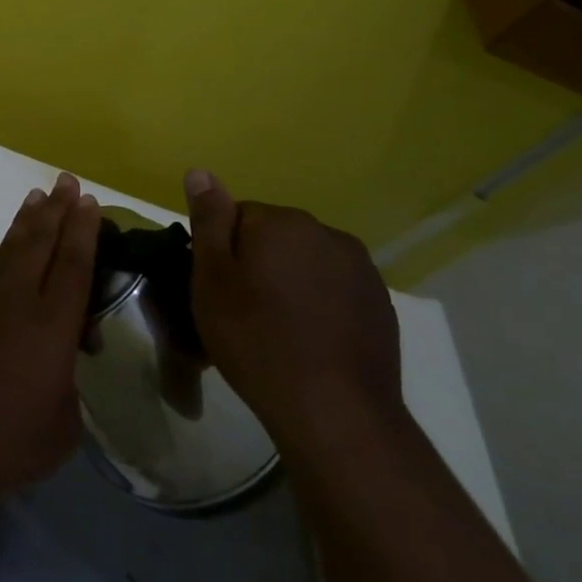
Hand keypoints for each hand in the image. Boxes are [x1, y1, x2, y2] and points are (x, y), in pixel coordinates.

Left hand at [0, 174, 100, 502]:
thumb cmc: (1, 439)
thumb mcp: (60, 428)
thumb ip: (67, 386)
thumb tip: (57, 363)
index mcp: (51, 325)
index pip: (73, 265)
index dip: (84, 230)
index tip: (88, 200)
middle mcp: (15, 298)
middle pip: (39, 242)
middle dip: (55, 209)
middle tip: (64, 181)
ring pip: (6, 248)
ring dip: (23, 222)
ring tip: (35, 198)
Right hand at [182, 169, 402, 452]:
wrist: (333, 410)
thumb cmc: (256, 338)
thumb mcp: (211, 278)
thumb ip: (209, 221)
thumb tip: (201, 171)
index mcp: (281, 222)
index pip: (236, 216)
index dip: (220, 252)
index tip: (216, 288)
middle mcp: (326, 233)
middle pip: (274, 237)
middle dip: (256, 263)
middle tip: (240, 310)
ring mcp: (360, 269)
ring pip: (305, 262)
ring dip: (288, 282)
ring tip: (275, 328)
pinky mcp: (380, 304)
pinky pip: (334, 289)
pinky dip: (318, 304)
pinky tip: (308, 339)